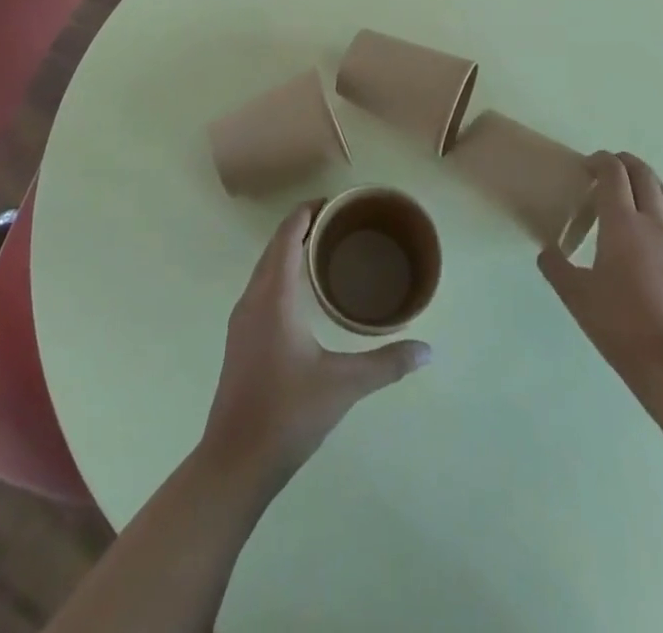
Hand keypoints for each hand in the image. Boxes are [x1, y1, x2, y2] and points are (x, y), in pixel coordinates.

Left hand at [199, 203, 430, 493]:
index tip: (335, 202)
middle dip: (302, 226)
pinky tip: (301, 292)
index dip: (307, 211)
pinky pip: (261, 286)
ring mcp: (242, 319)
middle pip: (275, 246)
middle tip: (338, 221)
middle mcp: (253, 298)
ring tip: (323, 249)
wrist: (235, 461)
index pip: (288, 235)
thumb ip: (386, 364)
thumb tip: (428, 350)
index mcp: (274, 296)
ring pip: (265, 267)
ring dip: (289, 249)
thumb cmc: (288, 414)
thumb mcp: (343, 386)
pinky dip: (281, 272)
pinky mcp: (240, 338)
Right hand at [538, 152, 662, 392]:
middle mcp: (653, 224)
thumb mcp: (575, 295)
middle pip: (644, 178)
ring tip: (639, 181)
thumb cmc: (618, 324)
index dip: (601, 161)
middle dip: (627, 164)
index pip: (613, 175)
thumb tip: (546, 250)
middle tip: (610, 166)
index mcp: (621, 224)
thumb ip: (556, 266)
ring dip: (652, 183)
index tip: (587, 164)